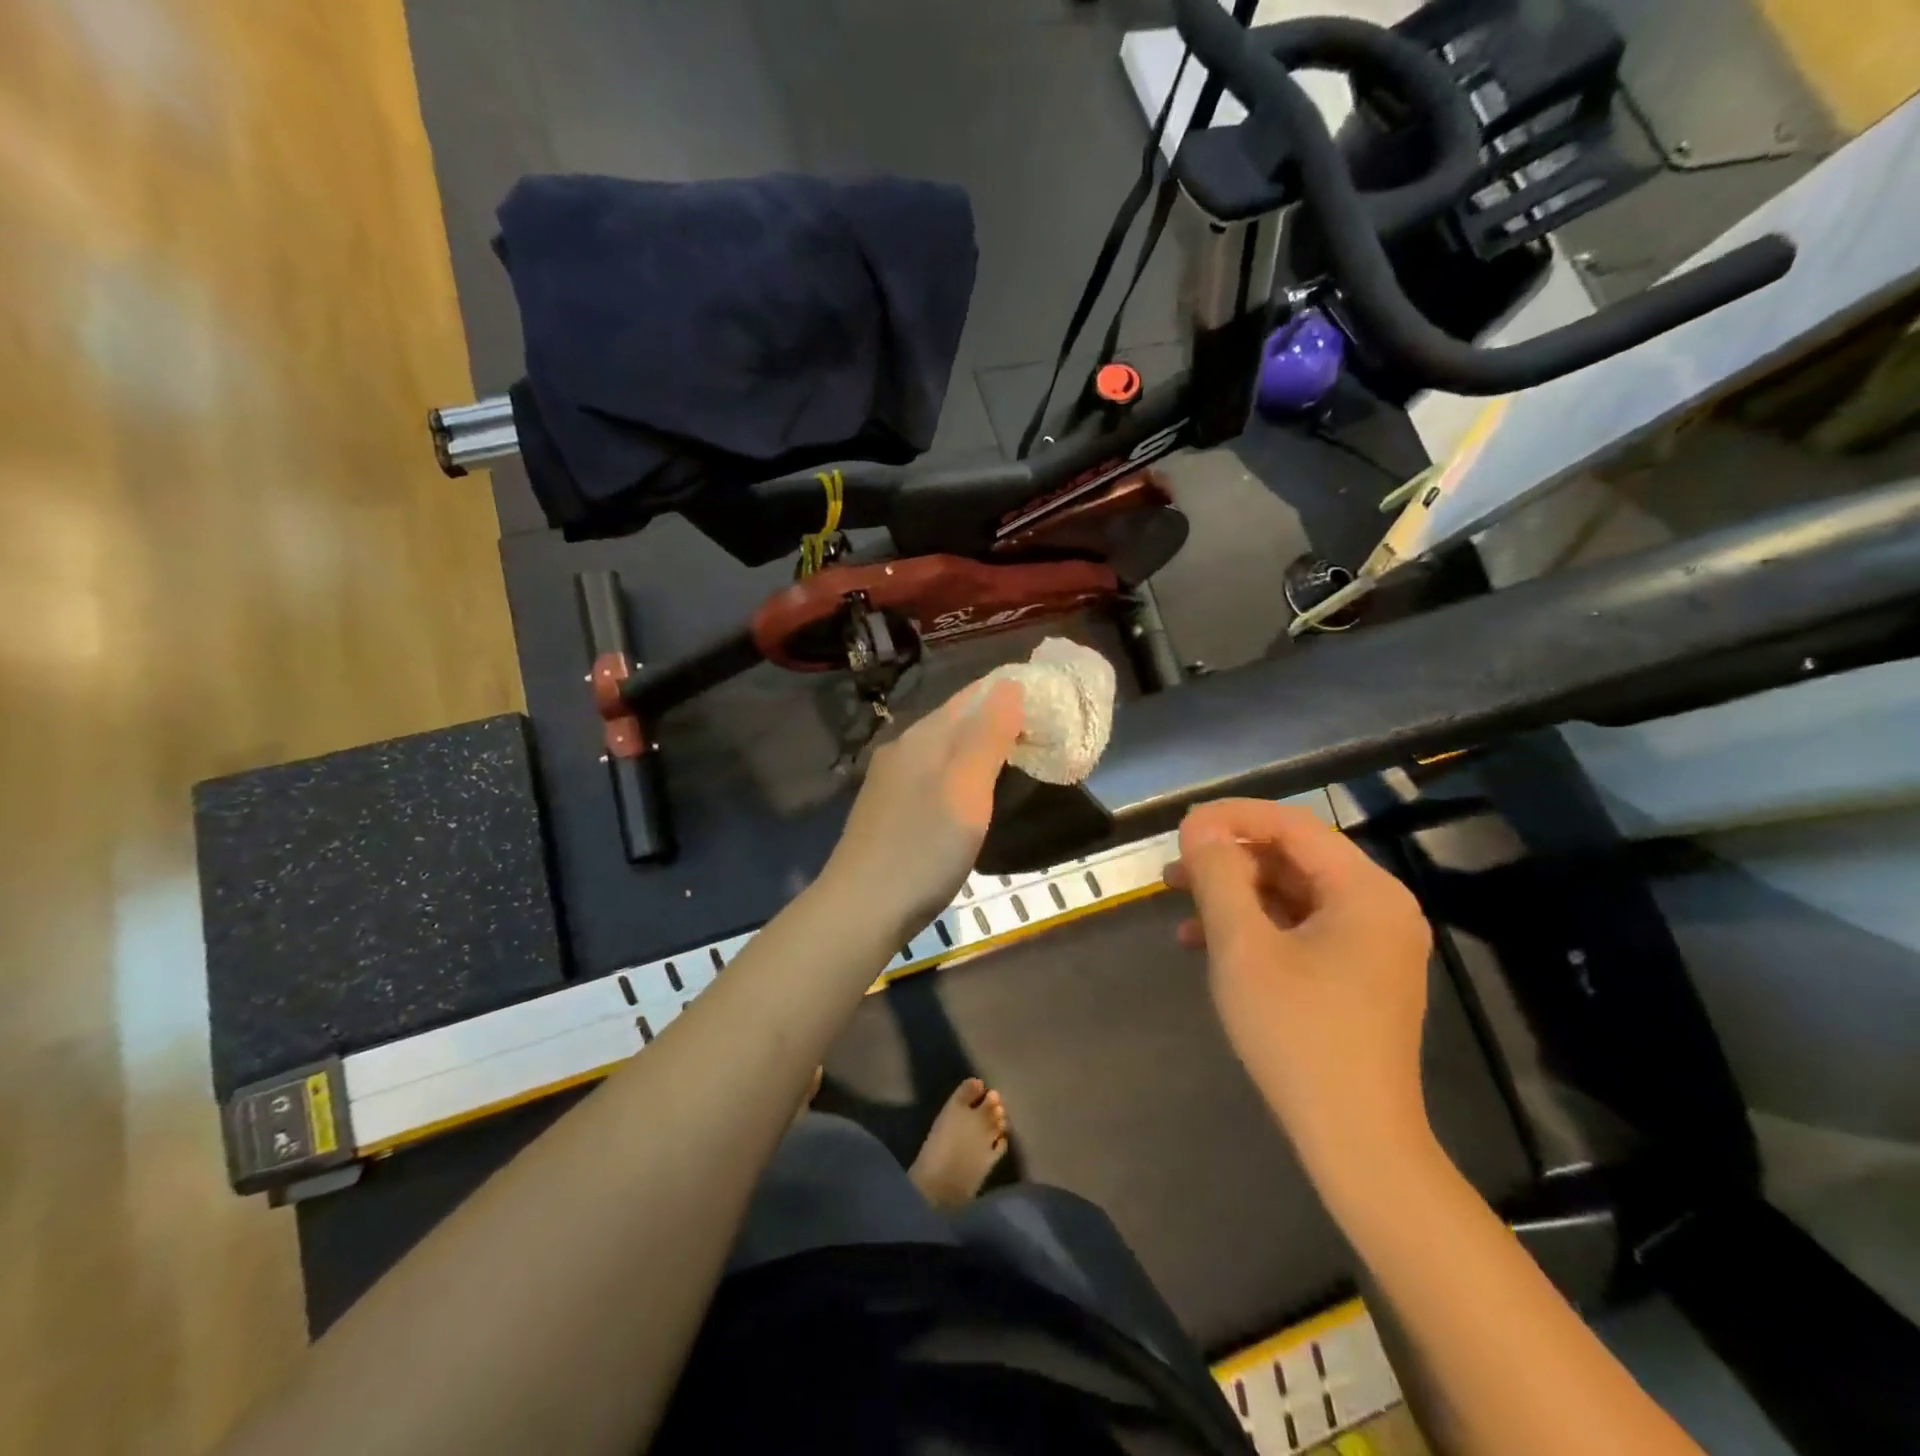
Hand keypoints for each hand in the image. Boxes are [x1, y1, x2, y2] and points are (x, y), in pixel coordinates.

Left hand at [823, 679, 1025, 939]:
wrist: (861, 909)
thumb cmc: (923, 848)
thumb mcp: (966, 789)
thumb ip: (988, 736)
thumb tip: (1010, 685)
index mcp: (923, 737)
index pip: (971, 696)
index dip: (1008, 691)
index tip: (1047, 697)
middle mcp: (902, 749)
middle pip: (955, 720)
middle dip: (996, 717)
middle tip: (1040, 728)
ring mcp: (891, 781)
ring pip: (943, 748)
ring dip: (978, 745)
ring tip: (1014, 755)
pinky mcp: (888, 810)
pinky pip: (933, 774)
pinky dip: (961, 771)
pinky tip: (971, 792)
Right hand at [1165, 799, 1433, 1174]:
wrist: (1355, 1139)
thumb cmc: (1297, 1033)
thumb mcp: (1243, 947)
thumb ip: (1219, 875)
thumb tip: (1200, 828)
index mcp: (1365, 890)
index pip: (1292, 825)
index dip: (1230, 817)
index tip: (1180, 829)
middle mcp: (1379, 906)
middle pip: (1292, 858)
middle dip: (1228, 859)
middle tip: (1173, 870)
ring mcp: (1372, 943)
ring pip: (1291, 893)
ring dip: (1234, 894)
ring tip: (1179, 904)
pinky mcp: (1358, 973)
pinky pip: (1301, 928)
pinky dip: (1254, 927)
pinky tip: (1206, 943)